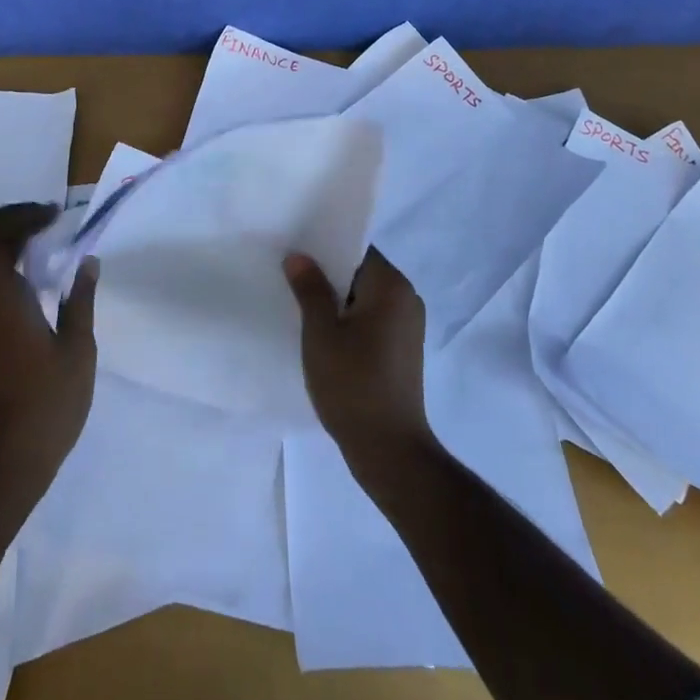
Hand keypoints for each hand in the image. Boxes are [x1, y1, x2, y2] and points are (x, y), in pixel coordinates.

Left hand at [0, 203, 99, 490]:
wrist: (6, 464)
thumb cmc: (46, 403)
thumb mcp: (78, 349)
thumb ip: (81, 300)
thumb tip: (87, 262)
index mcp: (2, 300)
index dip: (15, 217)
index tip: (52, 216)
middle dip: (14, 225)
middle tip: (50, 223)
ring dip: (14, 248)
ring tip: (53, 247)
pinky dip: (14, 273)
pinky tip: (44, 286)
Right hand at [284, 247, 432, 468]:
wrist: (389, 451)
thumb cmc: (353, 383)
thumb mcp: (321, 332)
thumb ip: (309, 288)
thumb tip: (299, 256)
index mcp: (392, 285)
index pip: (356, 250)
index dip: (324, 249)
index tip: (296, 253)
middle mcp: (407, 298)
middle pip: (361, 272)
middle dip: (328, 276)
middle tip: (291, 277)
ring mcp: (408, 326)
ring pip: (365, 298)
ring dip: (337, 302)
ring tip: (301, 306)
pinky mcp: (403, 350)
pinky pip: (372, 320)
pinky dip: (350, 322)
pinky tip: (323, 336)